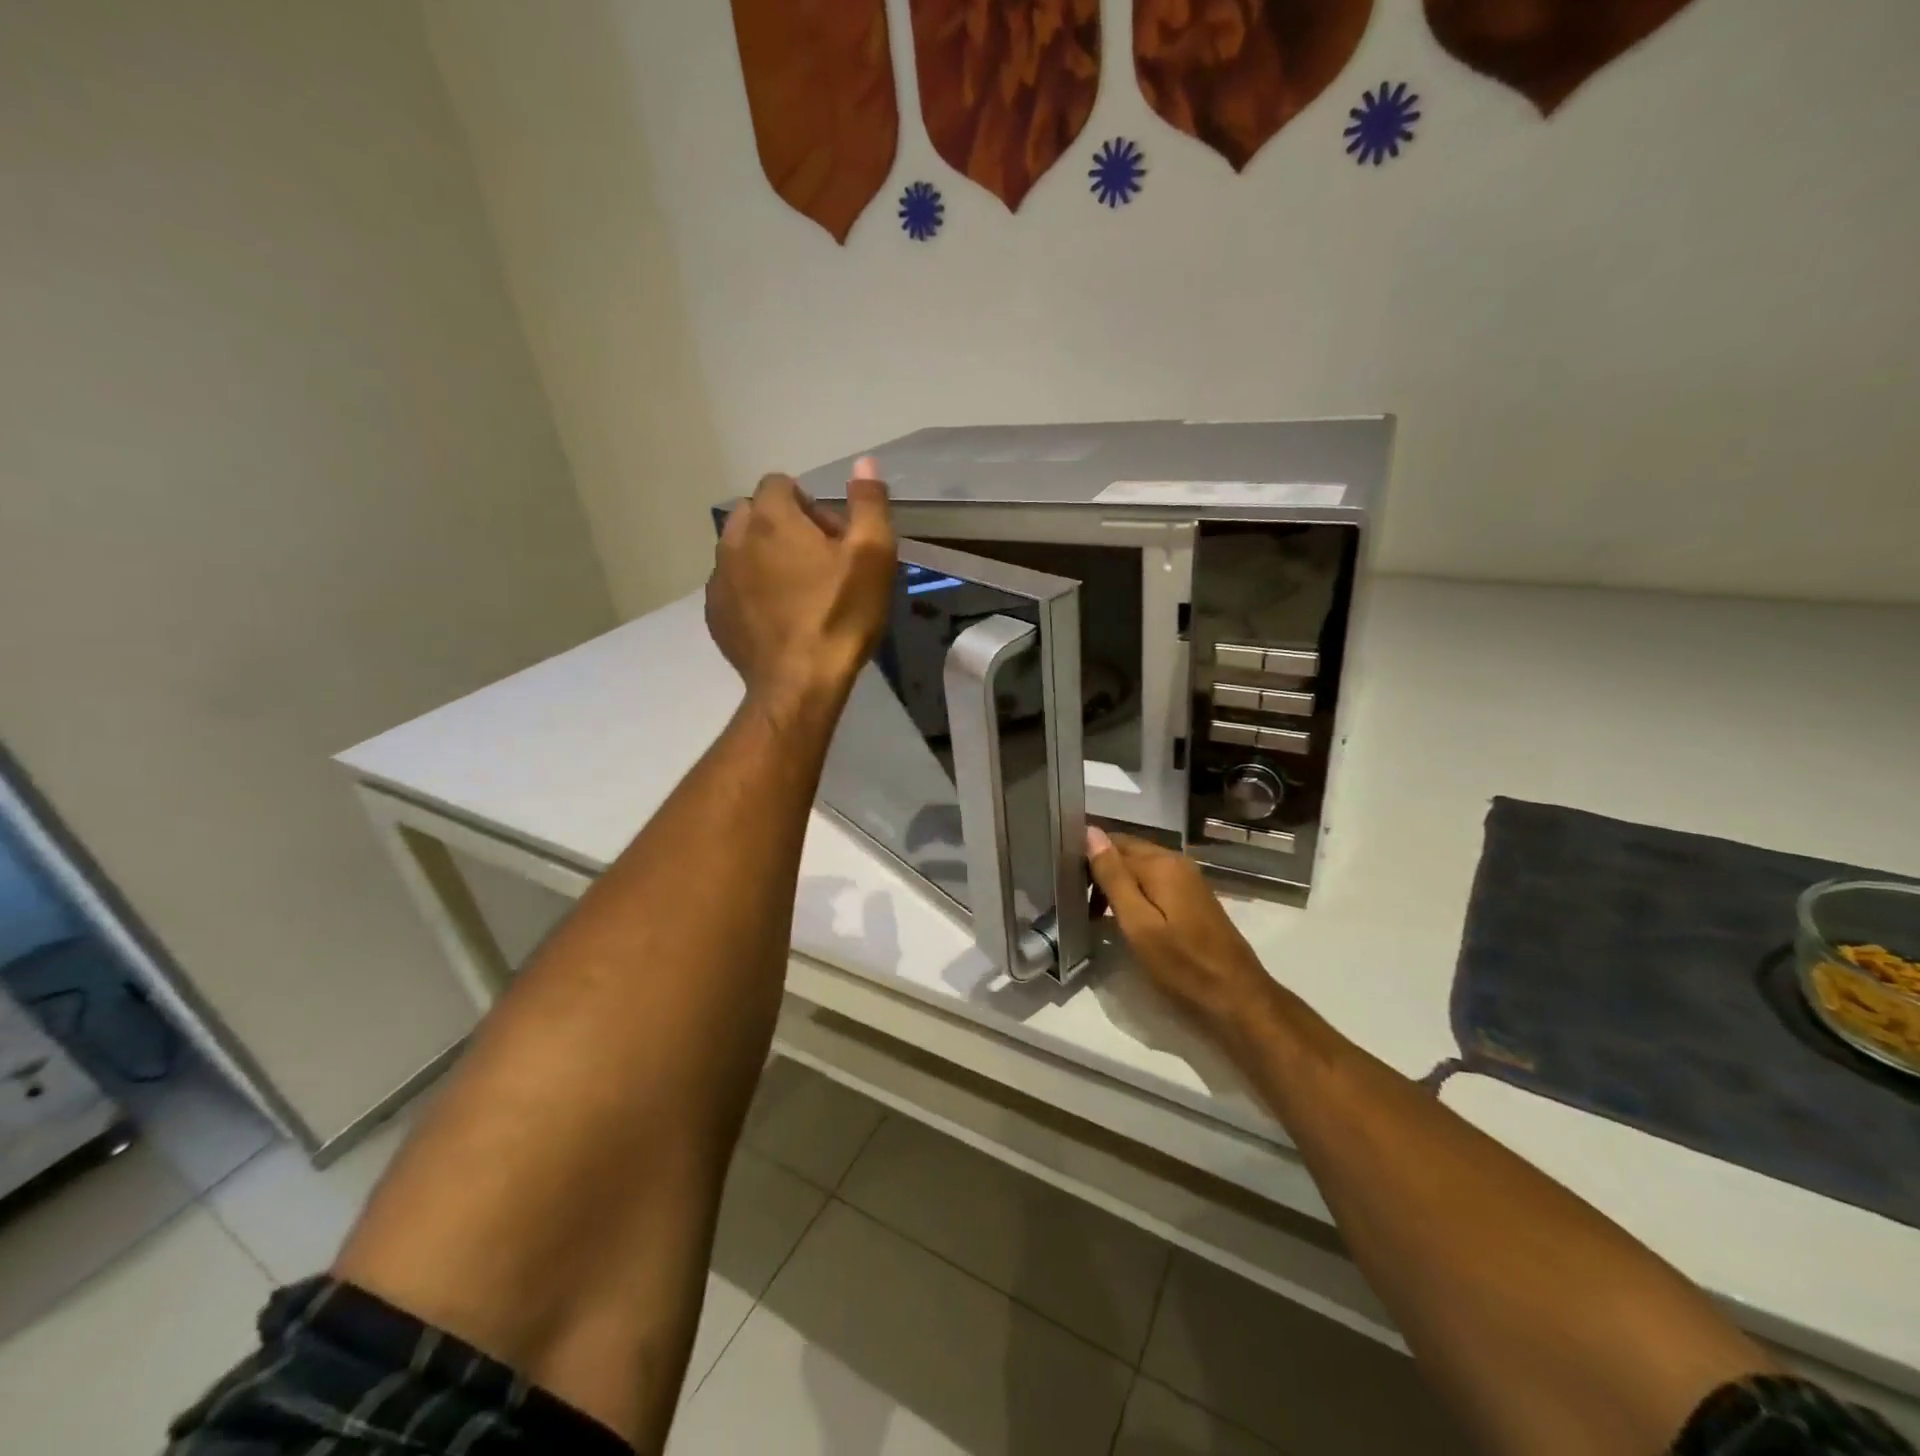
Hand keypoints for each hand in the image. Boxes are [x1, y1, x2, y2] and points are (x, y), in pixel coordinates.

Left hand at [706, 459, 895, 725]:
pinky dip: (751, 591)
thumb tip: (864, 463)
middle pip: (755, 514)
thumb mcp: (872, 556)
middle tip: (818, 564)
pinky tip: (778, 619)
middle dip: (783, 527)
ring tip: (797, 593)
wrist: (799, 684)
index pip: (780, 484)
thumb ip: (869, 503)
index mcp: (771, 518)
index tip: (833, 539)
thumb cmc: (840, 616)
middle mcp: (734, 540)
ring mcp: (719, 579)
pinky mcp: (715, 614)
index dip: (810, 505)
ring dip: (765, 558)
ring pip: (740, 550)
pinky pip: (732, 586)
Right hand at [1087, 827, 1276, 1036]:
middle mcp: (1175, 861)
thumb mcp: (1138, 924)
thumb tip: (1090, 832)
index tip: (1063, 880)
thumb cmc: (1182, 964)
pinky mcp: (1192, 897)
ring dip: (1115, 882)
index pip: (1111, 842)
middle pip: (1127, 851)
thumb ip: (1113, 876)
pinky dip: (1134, 892)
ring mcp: (1187, 879)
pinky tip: (1122, 916)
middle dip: (1100, 868)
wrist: (1236, 997)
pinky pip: (1153, 881)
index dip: (1086, 858)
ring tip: (1093, 912)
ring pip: (1139, 867)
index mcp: (1160, 863)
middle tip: (1074, 898)